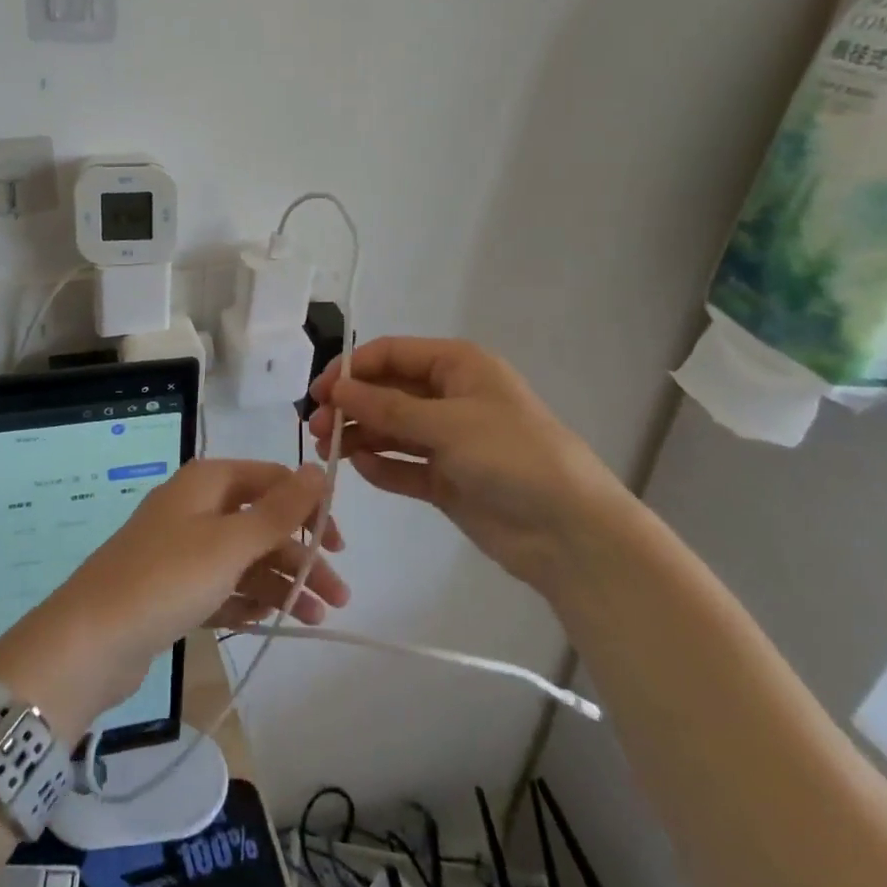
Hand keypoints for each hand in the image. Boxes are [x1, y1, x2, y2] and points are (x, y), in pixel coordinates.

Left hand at [0, 460, 347, 739]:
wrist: (89, 641)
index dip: (310, 507)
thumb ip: (280, 509)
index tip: (339, 545)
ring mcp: (182, 548)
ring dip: (282, 583)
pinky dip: (248, 599)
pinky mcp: (173, 587)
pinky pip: (222, 585)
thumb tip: (319, 468)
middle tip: (338, 597)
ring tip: (315, 620)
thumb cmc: (167, 579)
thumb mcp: (231, 542)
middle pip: (262, 522)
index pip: (273, 480)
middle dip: (301, 556)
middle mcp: (196, 506)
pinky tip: (270, 621)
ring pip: (245, 558)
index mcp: (208, 482)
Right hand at [307, 337, 631, 588]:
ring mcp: (448, 440)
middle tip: (316, 427)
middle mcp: (450, 396)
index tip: (318, 392)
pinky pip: (403, 465)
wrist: (570, 532)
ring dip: (359, 436)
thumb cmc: (513, 457)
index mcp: (457, 366)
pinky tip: (360, 470)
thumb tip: (337, 389)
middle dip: (350, 405)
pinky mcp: (446, 479)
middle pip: (387, 391)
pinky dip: (381, 466)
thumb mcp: (449, 424)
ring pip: (391, 429)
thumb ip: (388, 407)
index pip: (391, 354)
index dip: (352, 369)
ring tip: (327, 451)